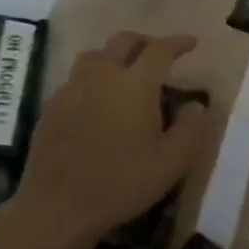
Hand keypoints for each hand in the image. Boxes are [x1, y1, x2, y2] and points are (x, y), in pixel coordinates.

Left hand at [0, 32, 211, 248]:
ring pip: (95, 55)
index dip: (178, 43)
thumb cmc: (123, 182)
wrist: (59, 206)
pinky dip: (94, 78)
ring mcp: (72, 90)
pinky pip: (76, 79)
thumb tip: (196, 105)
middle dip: (146, 42)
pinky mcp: (52, 108)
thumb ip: (191, 128)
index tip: (191, 44)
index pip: (160, 50)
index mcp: (136, 84)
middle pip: (124, 42)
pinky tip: (99, 100)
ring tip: (127, 73)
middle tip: (160, 56)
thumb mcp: (173, 161)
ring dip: (115, 55)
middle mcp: (102, 76)